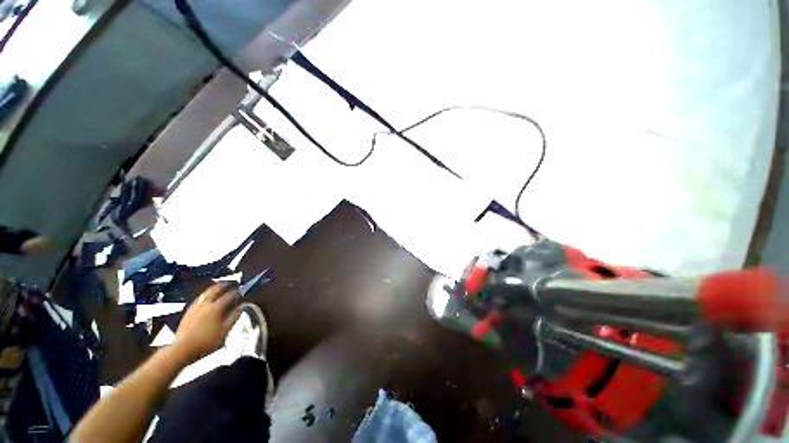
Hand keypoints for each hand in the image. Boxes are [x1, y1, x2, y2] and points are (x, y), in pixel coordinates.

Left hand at [173, 283, 241, 363]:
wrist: (182, 350)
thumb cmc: (205, 343)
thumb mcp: (224, 332)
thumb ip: (233, 319)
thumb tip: (240, 309)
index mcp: (216, 308)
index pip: (229, 296)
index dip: (237, 293)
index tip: (242, 291)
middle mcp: (205, 305)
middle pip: (215, 290)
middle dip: (224, 285)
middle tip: (230, 283)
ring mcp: (195, 308)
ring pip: (205, 293)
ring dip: (213, 288)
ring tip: (218, 287)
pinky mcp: (187, 312)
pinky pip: (198, 299)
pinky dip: (204, 295)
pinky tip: (205, 298)